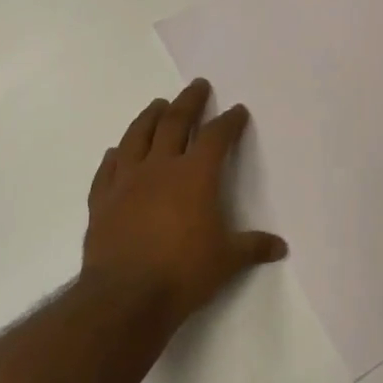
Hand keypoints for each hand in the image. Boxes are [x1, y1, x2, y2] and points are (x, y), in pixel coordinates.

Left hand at [81, 79, 287, 324]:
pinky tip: (116, 151)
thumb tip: (280, 246)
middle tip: (197, 85)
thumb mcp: (227, 261)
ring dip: (150, 117)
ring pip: (137, 137)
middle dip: (189, 102)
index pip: (216, 137)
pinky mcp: (102, 201)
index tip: (237, 110)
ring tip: (158, 104)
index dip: (229, 121)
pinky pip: (108, 169)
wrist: (125, 297)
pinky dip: (115, 156)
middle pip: (175, 123)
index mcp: (195, 175)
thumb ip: (253, 247)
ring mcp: (126, 181)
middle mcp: (160, 167)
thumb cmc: (184, 273)